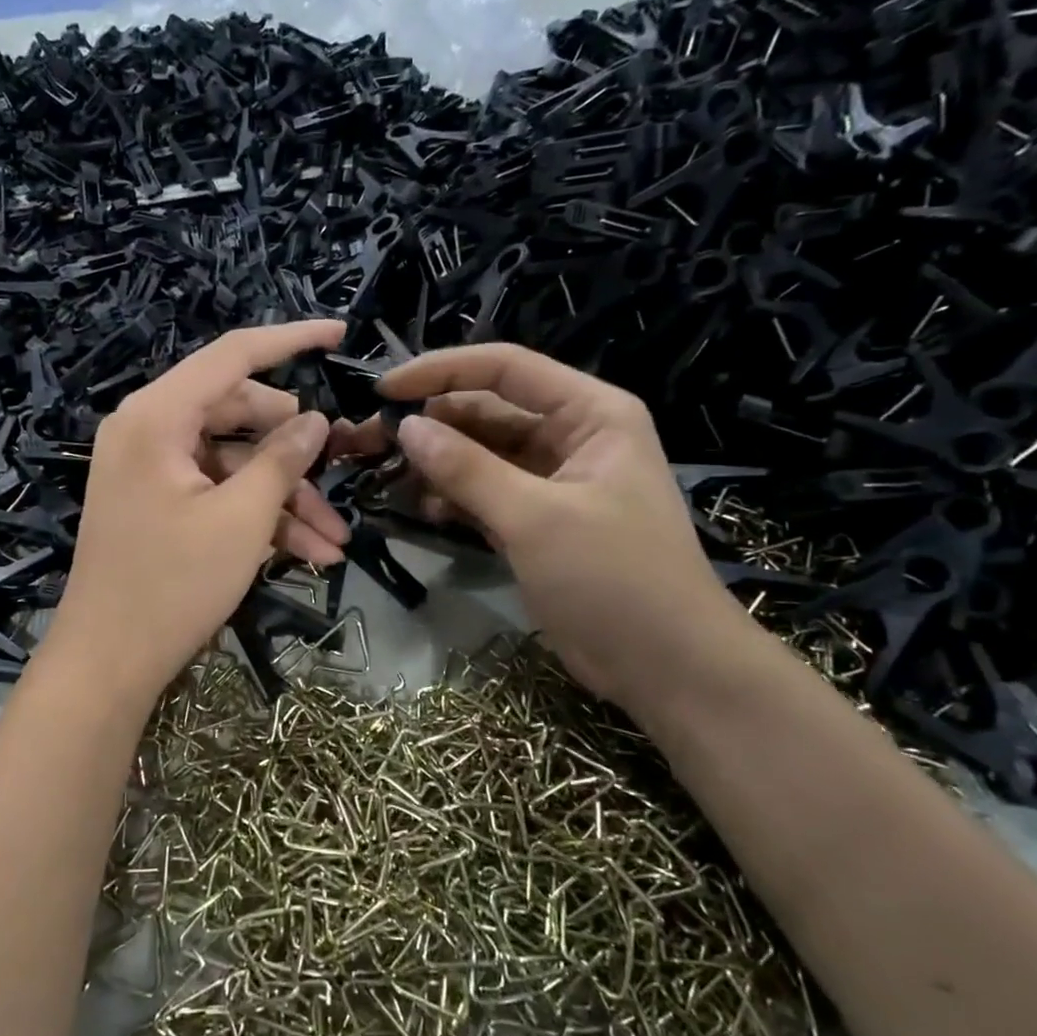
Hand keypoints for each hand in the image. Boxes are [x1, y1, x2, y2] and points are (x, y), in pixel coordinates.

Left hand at [45, 321, 349, 704]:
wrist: (107, 663)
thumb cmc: (172, 586)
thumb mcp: (241, 519)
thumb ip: (282, 460)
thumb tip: (316, 420)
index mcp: (157, 416)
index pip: (232, 356)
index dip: (290, 340)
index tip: (339, 333)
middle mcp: (148, 430)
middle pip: (238, 413)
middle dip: (295, 451)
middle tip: (341, 470)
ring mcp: (151, 469)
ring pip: (234, 462)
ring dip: (285, 497)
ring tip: (335, 540)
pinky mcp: (157, 503)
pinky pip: (216, 493)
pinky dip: (257, 517)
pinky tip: (308, 554)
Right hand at [333, 344, 746, 706]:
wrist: (666, 666)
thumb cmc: (614, 578)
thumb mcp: (535, 518)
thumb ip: (467, 469)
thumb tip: (407, 427)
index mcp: (589, 413)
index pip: (505, 369)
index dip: (441, 372)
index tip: (384, 392)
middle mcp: (571, 436)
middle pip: (487, 411)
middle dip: (431, 424)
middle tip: (370, 442)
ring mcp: (552, 481)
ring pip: (481, 455)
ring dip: (436, 463)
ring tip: (385, 477)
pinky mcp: (537, 521)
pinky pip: (485, 493)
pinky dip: (453, 497)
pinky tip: (421, 509)